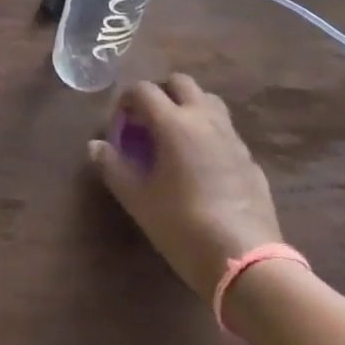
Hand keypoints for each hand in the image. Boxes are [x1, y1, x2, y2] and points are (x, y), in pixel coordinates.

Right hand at [88, 75, 284, 301]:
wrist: (245, 261)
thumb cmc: (183, 227)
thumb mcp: (139, 201)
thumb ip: (114, 168)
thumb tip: (95, 146)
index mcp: (174, 123)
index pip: (144, 90)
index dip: (126, 101)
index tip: (119, 124)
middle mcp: (205, 119)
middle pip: (181, 83)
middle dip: (160, 93)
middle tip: (147, 122)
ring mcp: (232, 137)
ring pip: (208, 101)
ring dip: (188, 107)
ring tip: (175, 137)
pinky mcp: (249, 158)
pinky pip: (225, 130)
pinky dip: (208, 133)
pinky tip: (202, 165)